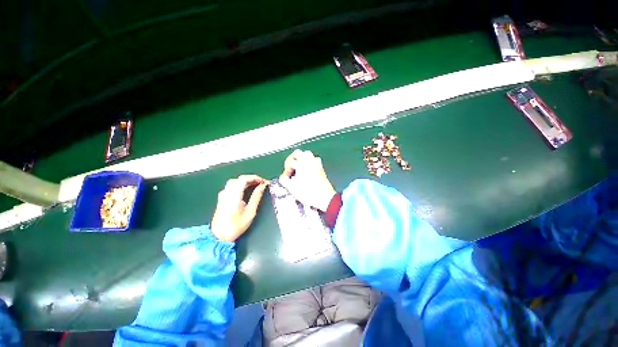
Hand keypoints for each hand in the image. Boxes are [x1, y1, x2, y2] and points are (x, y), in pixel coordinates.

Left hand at [211, 175, 268, 241]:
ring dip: (246, 181)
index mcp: (234, 195)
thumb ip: (256, 197)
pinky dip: (240, 185)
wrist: (219, 236)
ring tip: (255, 185)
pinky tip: (246, 190)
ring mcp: (223, 195)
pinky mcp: (222, 198)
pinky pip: (231, 186)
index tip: (264, 182)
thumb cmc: (236, 225)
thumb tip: (263, 186)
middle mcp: (227, 192)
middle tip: (261, 183)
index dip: (255, 178)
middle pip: (239, 179)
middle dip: (251, 179)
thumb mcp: (250, 212)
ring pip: (235, 181)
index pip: (244, 179)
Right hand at [279, 150, 335, 210]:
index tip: (285, 177)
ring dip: (301, 159)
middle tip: (290, 167)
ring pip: (307, 155)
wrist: (324, 197)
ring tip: (298, 168)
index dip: (285, 170)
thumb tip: (283, 177)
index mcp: (301, 164)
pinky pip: (314, 160)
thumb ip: (284, 180)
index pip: (289, 162)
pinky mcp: (321, 168)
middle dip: (292, 159)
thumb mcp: (292, 188)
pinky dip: (309, 162)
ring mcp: (316, 164)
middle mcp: (309, 161)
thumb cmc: (308, 193)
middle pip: (298, 153)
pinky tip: (307, 170)